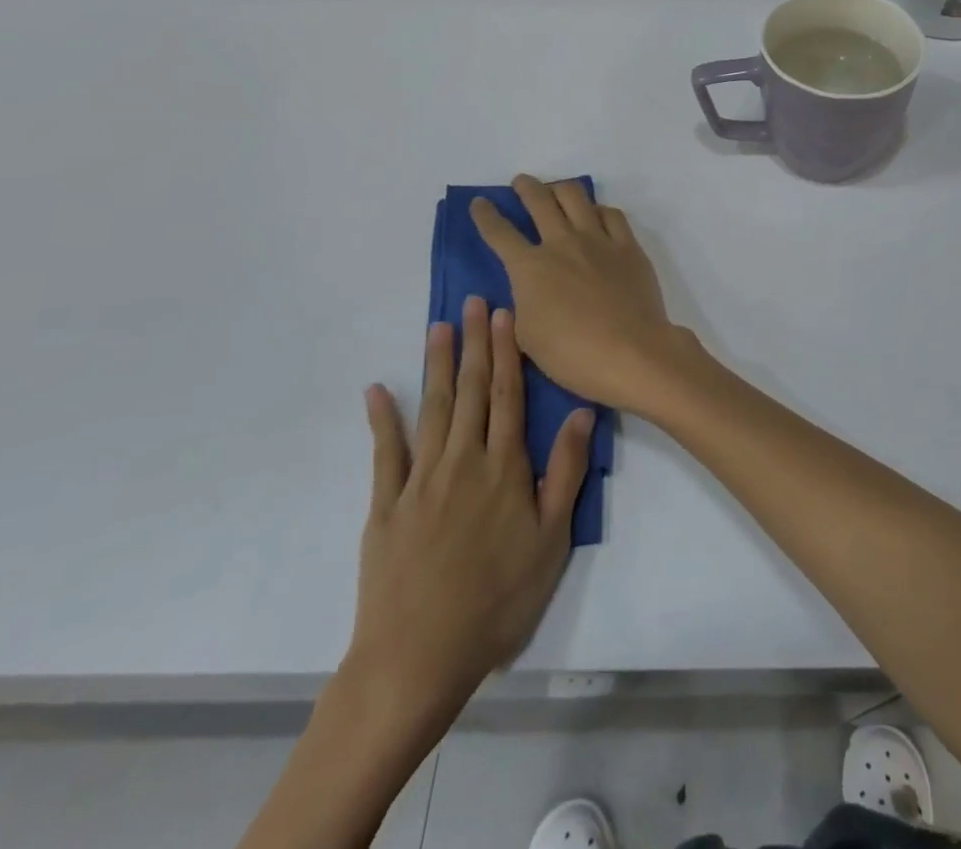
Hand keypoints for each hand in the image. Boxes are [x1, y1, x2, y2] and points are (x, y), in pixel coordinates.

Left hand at [340, 296, 592, 754]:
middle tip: (475, 302)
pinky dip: (381, 418)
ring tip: (439, 326)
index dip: (507, 352)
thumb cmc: (497, 600)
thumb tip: (583, 413)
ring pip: (432, 408)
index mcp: (504, 467)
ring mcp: (419, 480)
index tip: (507, 314)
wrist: (418, 658)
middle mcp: (462, 460)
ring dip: (437, 364)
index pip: (508, 395)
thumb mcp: (551, 540)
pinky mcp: (386, 505)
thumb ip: (565, 472)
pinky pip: (385, 452)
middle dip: (475, 343)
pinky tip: (377, 390)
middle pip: (470, 390)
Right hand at [470, 175, 693, 413]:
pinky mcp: (628, 247)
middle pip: (539, 201)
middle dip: (526, 187)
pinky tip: (597, 215)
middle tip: (521, 183)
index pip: (500, 233)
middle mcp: (562, 243)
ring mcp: (599, 240)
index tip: (480, 203)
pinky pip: (612, 214)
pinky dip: (599, 210)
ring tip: (557, 191)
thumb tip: (529, 288)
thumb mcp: (527, 336)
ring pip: (576, 197)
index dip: (485, 215)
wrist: (631, 352)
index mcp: (530, 267)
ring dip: (560, 189)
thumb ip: (524, 304)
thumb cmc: (572, 354)